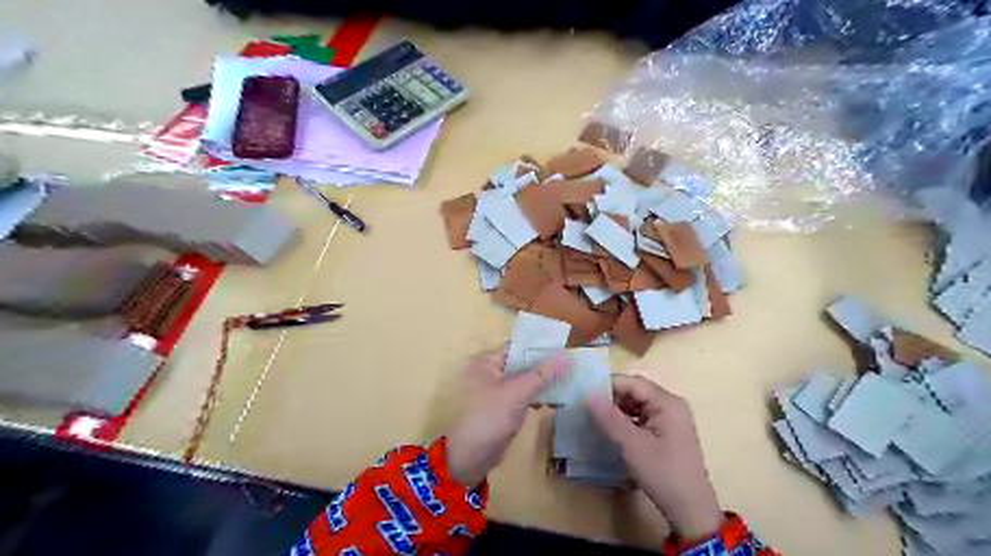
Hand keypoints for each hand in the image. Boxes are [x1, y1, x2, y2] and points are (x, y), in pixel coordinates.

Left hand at [448, 349, 569, 488]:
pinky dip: (536, 396)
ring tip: (569, 381)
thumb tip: (567, 356)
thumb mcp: (517, 392)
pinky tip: (556, 399)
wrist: (471, 458)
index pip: (517, 347)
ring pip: (524, 381)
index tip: (564, 348)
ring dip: (543, 382)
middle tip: (572, 365)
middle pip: (522, 364)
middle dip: (545, 366)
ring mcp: (495, 391)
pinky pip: (522, 396)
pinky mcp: (502, 407)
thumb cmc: (490, 417)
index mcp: (485, 362)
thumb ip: (542, 374)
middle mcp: (488, 372)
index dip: (540, 347)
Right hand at [582, 375, 726, 540]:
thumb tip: (586, 395)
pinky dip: (624, 423)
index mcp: (667, 402)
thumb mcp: (632, 446)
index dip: (607, 386)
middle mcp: (670, 405)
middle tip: (585, 409)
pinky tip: (609, 432)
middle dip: (610, 399)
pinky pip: (640, 419)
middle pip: (634, 392)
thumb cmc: (663, 474)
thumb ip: (609, 418)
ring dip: (616, 412)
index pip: (632, 383)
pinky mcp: (666, 434)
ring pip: (636, 406)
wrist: (691, 511)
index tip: (583, 395)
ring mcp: (669, 420)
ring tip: (593, 420)